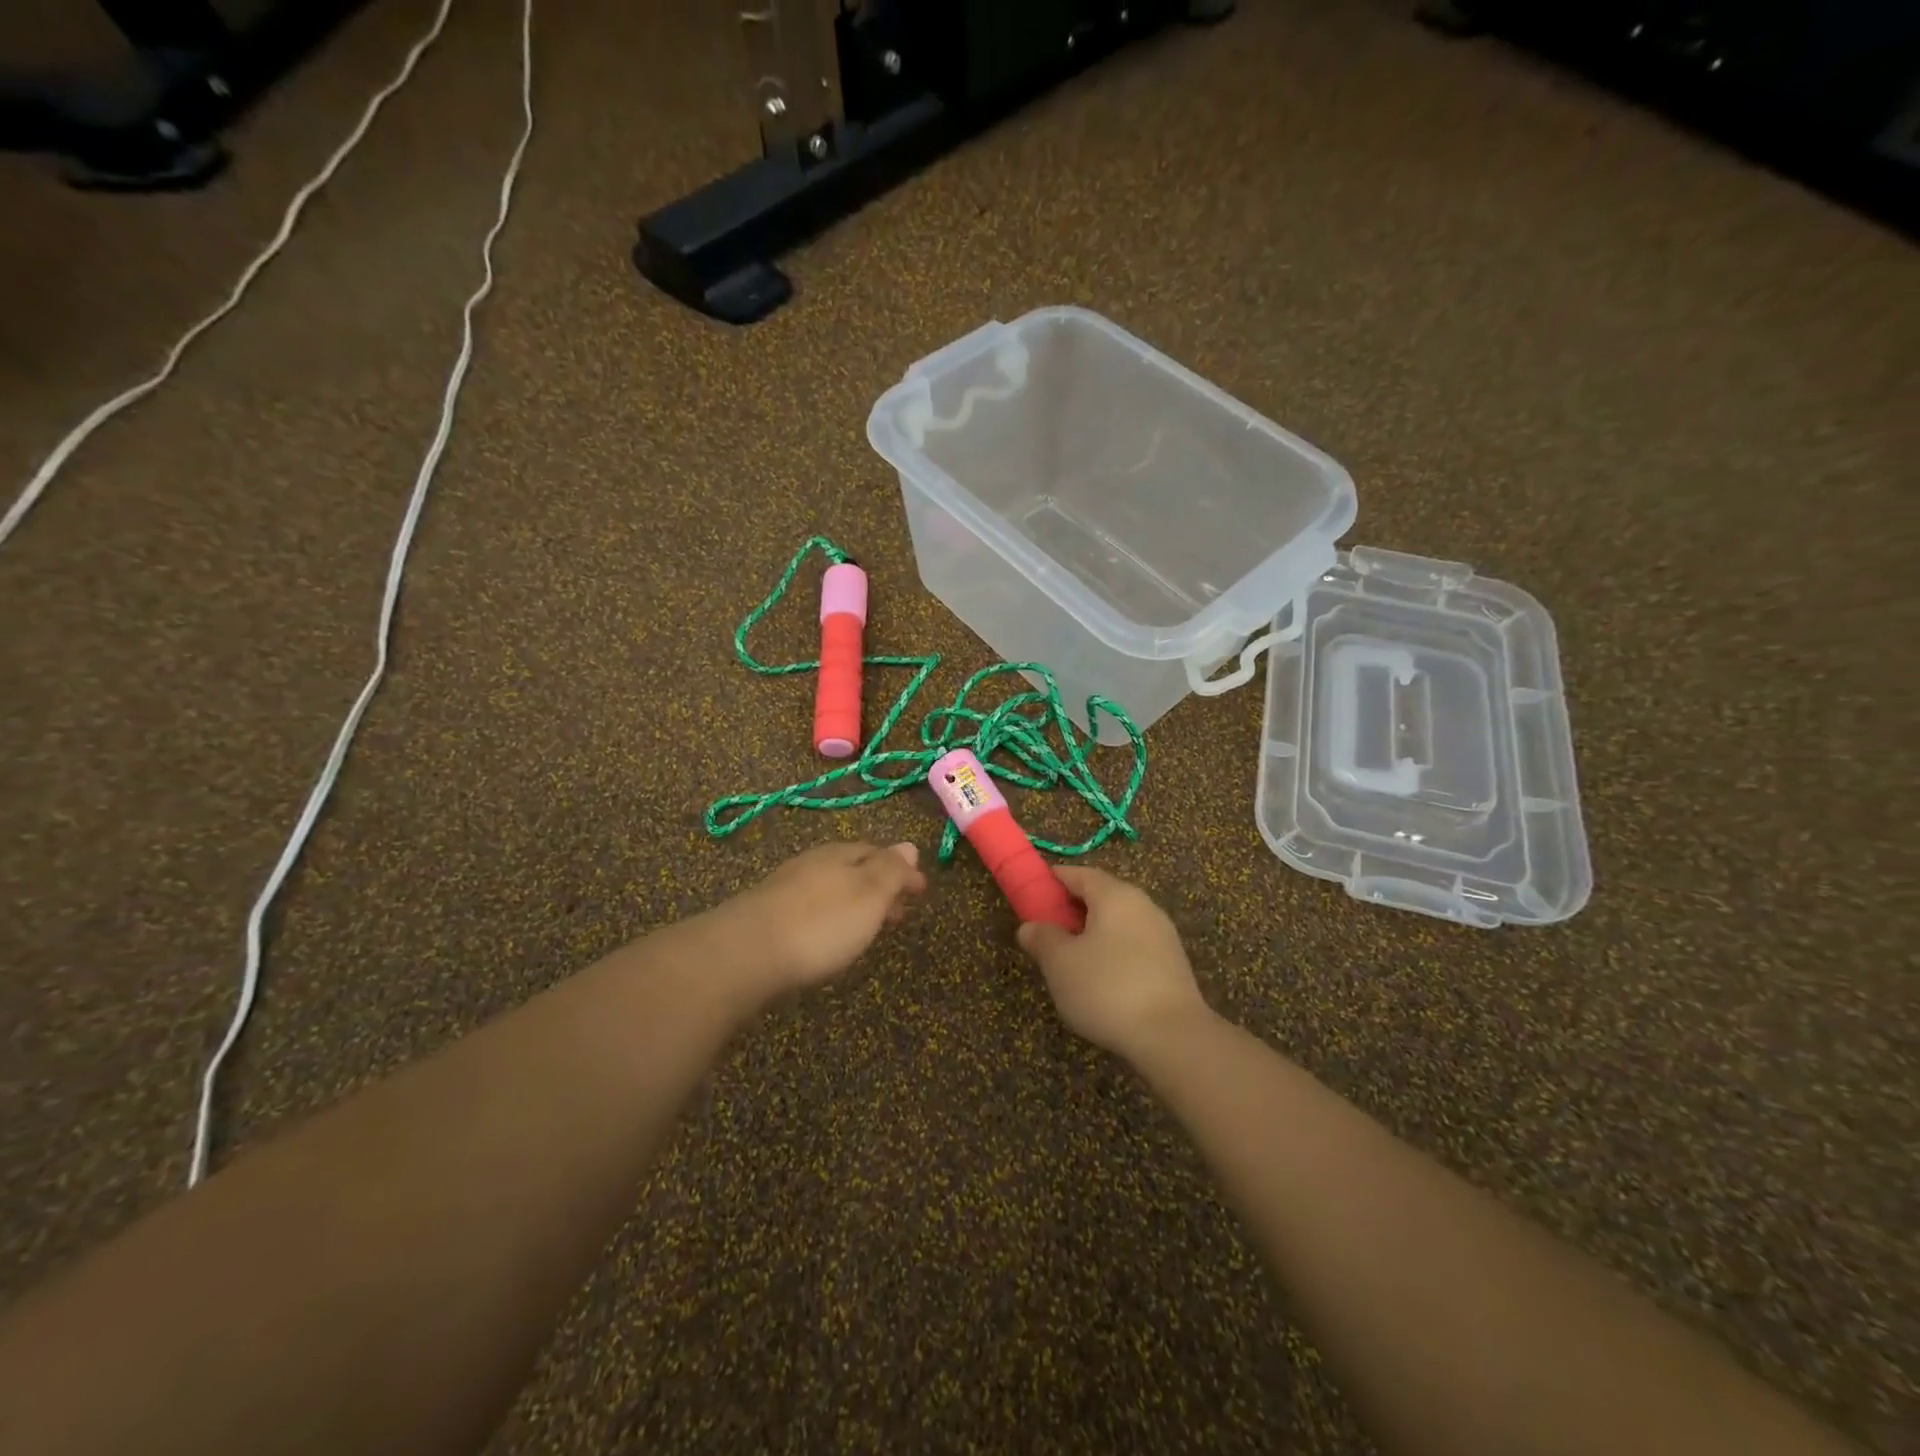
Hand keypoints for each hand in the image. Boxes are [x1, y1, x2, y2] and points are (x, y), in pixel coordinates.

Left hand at [716, 840, 926, 992]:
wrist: (746, 952)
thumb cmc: (820, 923)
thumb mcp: (868, 895)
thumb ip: (890, 870)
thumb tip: (909, 845)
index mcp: (841, 855)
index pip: (880, 854)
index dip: (903, 872)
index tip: (922, 891)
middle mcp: (814, 863)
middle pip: (855, 869)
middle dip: (881, 887)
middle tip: (900, 913)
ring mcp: (787, 886)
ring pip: (833, 888)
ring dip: (856, 903)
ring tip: (870, 927)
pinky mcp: (768, 913)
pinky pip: (812, 906)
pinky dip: (832, 915)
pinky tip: (829, 934)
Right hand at [1016, 866, 1210, 1059]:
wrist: (1173, 1036)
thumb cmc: (1107, 988)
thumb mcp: (1060, 963)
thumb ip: (1043, 938)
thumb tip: (1030, 927)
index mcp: (1115, 895)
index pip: (1080, 874)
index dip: (1054, 880)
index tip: (1033, 893)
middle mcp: (1143, 905)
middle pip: (1102, 895)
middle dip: (1073, 908)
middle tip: (1048, 929)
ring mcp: (1162, 933)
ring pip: (1119, 921)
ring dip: (1093, 932)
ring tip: (1071, 958)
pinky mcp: (1173, 962)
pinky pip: (1134, 944)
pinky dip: (1113, 950)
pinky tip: (1101, 978)